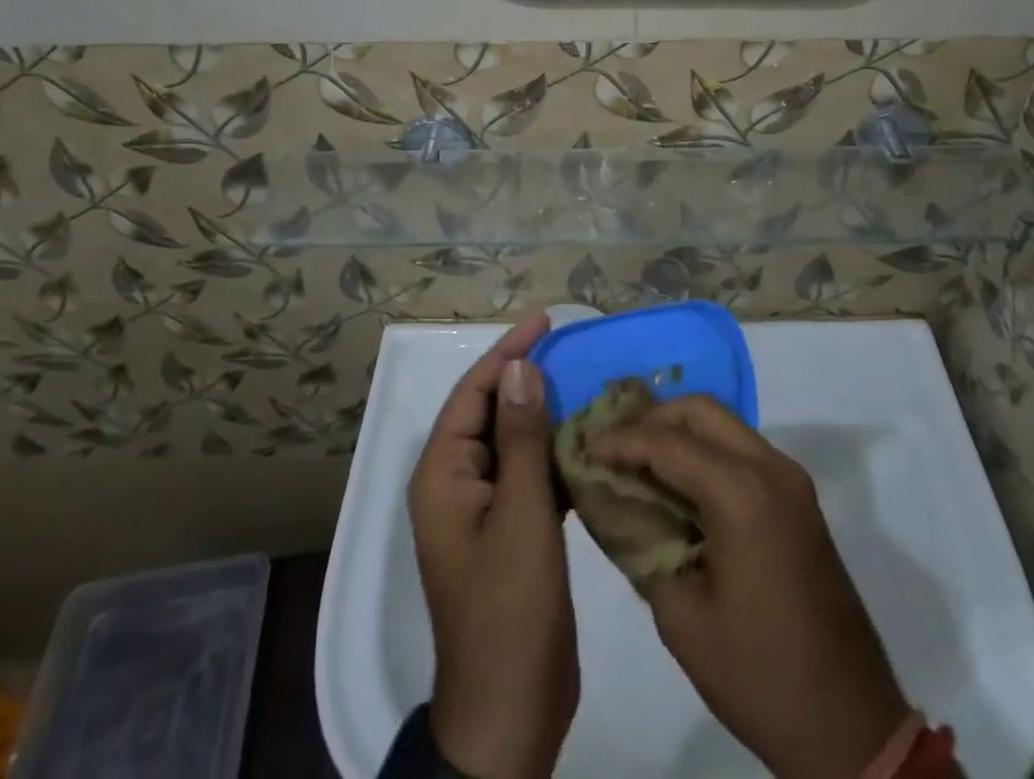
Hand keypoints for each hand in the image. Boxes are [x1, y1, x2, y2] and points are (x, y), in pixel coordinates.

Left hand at [408, 313, 576, 778]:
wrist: (510, 711)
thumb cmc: (508, 608)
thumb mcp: (520, 515)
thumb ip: (522, 438)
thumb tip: (521, 366)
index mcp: (443, 474)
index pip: (473, 393)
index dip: (507, 353)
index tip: (546, 322)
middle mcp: (457, 483)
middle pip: (492, 412)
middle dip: (528, 378)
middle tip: (573, 348)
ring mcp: (483, 509)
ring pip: (514, 442)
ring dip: (545, 414)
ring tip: (586, 384)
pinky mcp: (510, 530)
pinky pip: (529, 474)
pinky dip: (555, 453)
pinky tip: (589, 440)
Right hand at [592, 397, 911, 778]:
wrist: (848, 722)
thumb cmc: (758, 673)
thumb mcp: (682, 617)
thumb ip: (643, 546)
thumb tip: (617, 506)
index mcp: (743, 493)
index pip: (669, 443)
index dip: (622, 441)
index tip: (585, 447)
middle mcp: (772, 468)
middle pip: (701, 411)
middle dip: (653, 419)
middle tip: (613, 444)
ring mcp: (791, 480)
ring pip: (724, 425)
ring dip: (680, 432)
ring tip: (638, 459)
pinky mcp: (798, 499)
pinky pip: (742, 451)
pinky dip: (705, 451)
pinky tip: (677, 482)